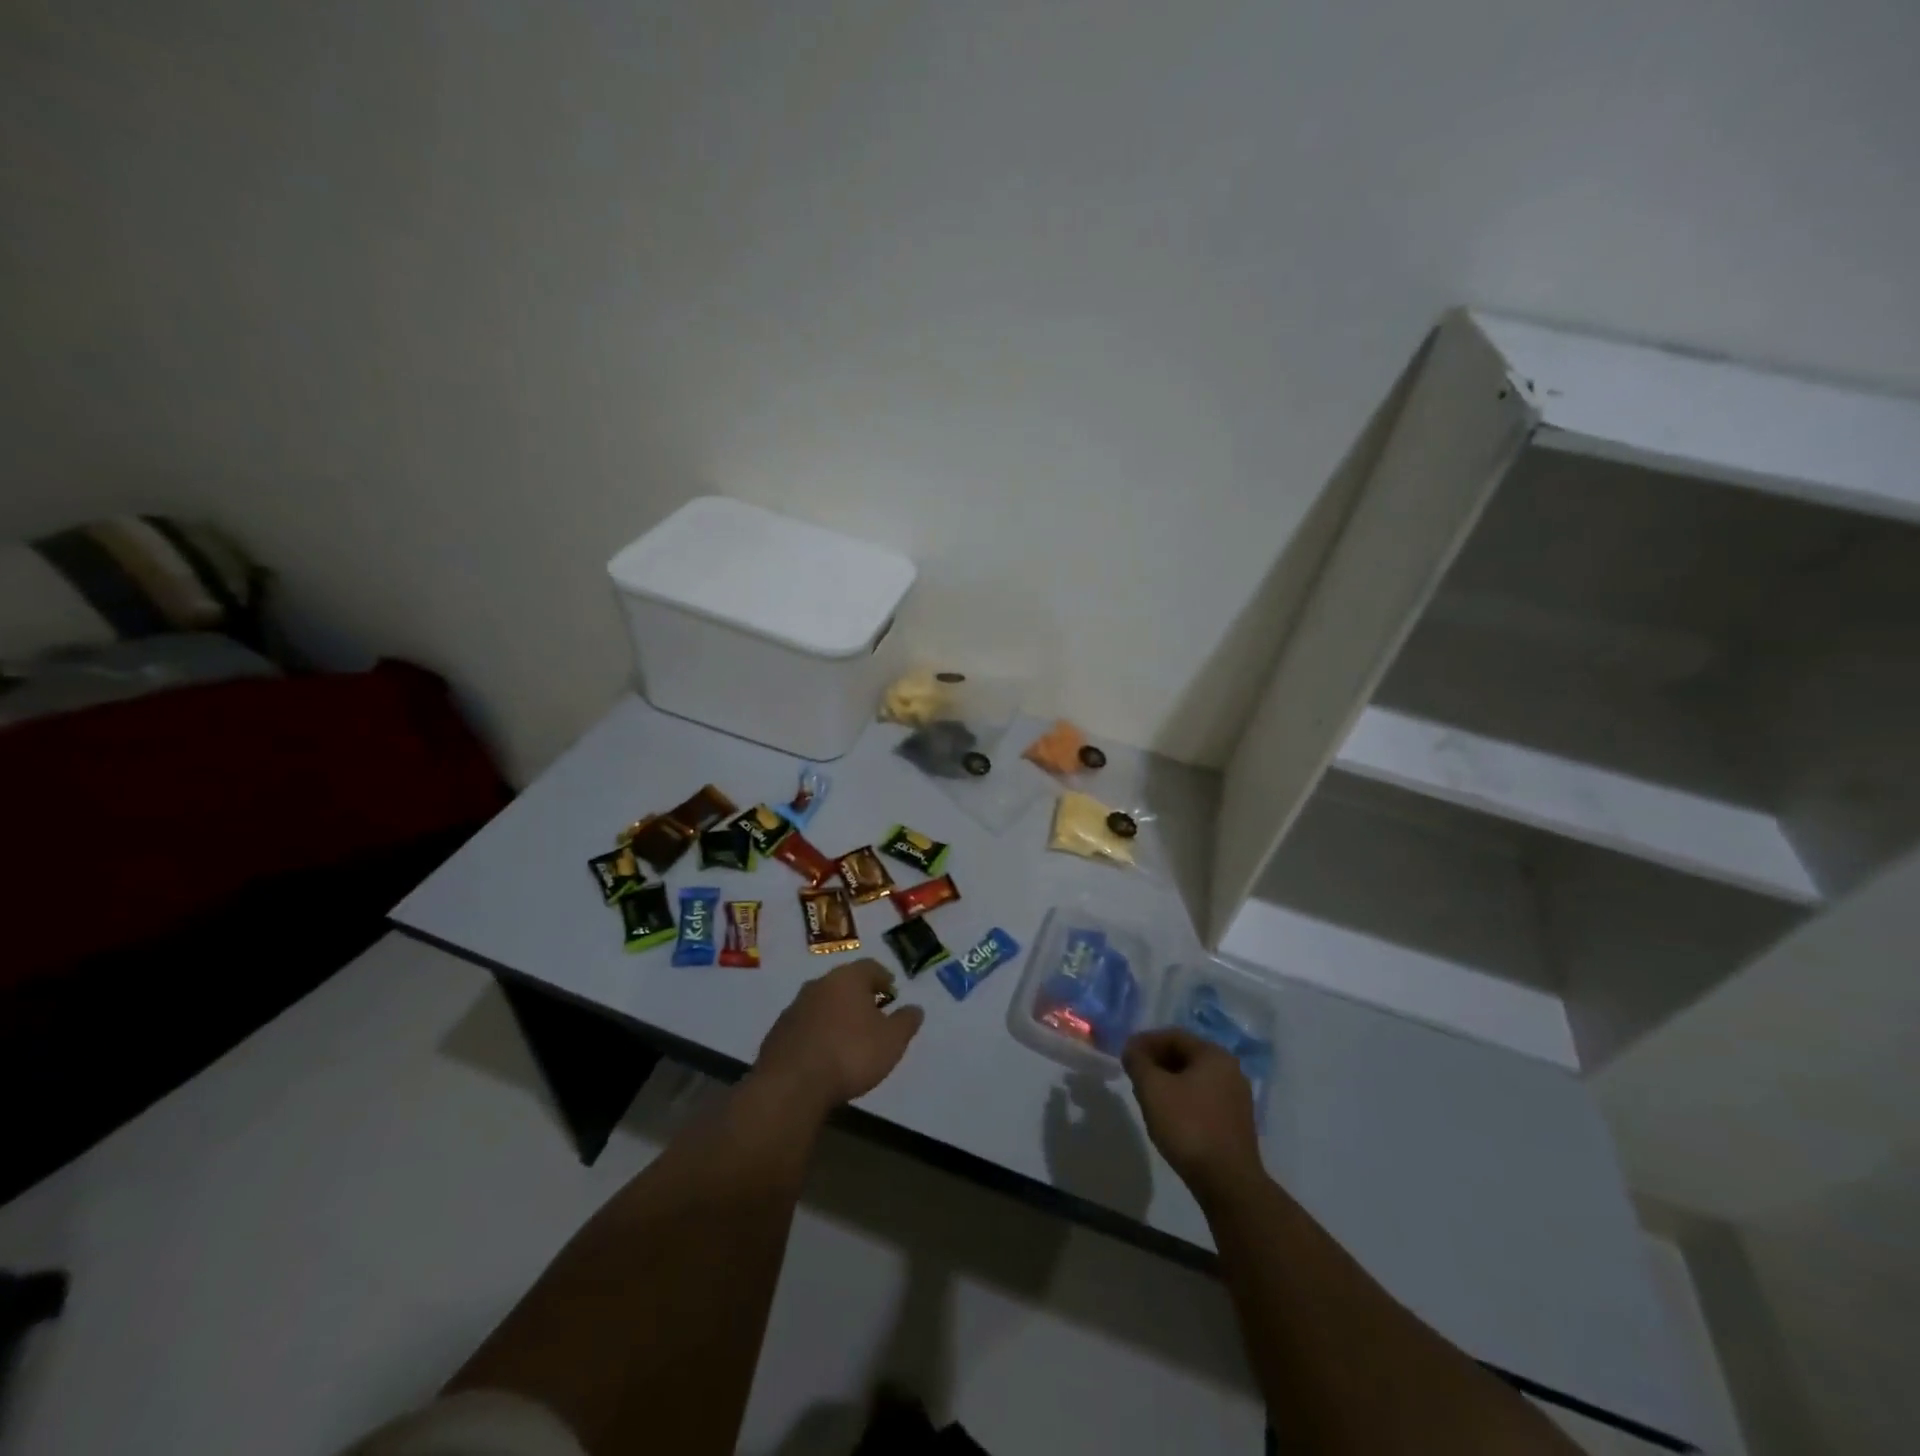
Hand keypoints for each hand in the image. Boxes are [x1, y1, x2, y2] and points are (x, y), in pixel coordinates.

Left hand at [752, 959, 924, 1117]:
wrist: (791, 1084)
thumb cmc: (850, 1054)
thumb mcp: (891, 1041)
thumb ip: (906, 1022)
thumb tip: (915, 1008)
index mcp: (848, 979)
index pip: (870, 967)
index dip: (883, 978)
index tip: (891, 991)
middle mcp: (819, 984)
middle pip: (844, 983)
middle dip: (858, 995)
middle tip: (873, 1013)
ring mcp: (794, 1007)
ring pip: (822, 1003)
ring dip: (836, 1014)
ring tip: (848, 1036)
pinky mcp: (778, 1032)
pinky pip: (805, 1025)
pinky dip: (817, 1033)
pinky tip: (824, 1054)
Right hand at [1122, 1029, 1262, 1197]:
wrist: (1227, 1182)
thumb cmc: (1188, 1126)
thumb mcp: (1153, 1089)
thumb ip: (1138, 1062)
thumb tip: (1132, 1049)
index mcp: (1214, 1055)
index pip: (1174, 1036)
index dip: (1145, 1041)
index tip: (1125, 1055)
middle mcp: (1230, 1070)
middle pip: (1185, 1055)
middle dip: (1156, 1061)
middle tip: (1134, 1075)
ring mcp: (1236, 1098)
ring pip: (1194, 1078)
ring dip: (1168, 1081)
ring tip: (1147, 1096)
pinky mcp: (1235, 1123)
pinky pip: (1203, 1098)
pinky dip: (1182, 1099)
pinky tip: (1168, 1116)